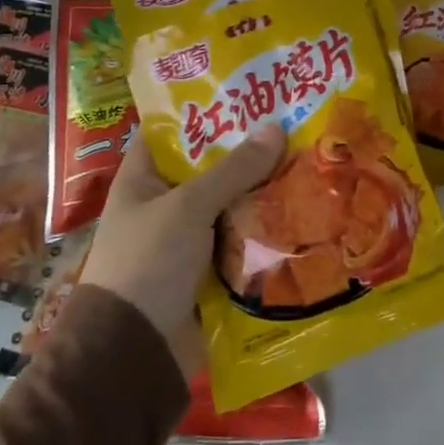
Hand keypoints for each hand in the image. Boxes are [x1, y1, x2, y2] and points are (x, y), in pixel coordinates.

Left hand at [77, 124, 285, 375]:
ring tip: (308, 158)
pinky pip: (242, 239)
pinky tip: (303, 208)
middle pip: (211, 167)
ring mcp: (188, 239)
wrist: (134, 353)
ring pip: (232, 203)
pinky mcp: (210, 270)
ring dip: (263, 190)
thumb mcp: (189, 207)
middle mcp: (165, 204)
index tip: (248, 91)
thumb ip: (234, 170)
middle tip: (294, 122)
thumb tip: (277, 128)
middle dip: (249, 151)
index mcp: (143, 179)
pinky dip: (266, 228)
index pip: (172, 131)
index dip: (205, 109)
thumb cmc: (149, 263)